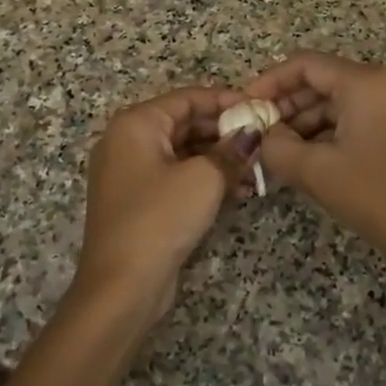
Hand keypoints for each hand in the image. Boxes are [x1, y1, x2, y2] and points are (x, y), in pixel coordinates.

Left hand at [74, 86, 244, 328]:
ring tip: (257, 169)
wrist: (122, 286)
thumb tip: (253, 133)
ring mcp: (130, 173)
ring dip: (219, 158)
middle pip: (184, 124)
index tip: (260, 109)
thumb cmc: (160, 218)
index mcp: (136, 124)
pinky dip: (204, 178)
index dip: (226, 101)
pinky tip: (239, 190)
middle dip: (224, 132)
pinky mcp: (138, 201)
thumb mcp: (204, 178)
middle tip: (263, 141)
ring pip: (182, 152)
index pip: (187, 98)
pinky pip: (176, 176)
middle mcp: (127, 141)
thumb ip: (231, 150)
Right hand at [244, 52, 385, 269]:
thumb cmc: (377, 199)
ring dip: (313, 117)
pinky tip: (315, 150)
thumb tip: (263, 133)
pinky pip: (367, 110)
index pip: (308, 64)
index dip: (271, 81)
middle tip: (261, 129)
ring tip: (283, 145)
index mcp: (370, 81)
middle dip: (291, 103)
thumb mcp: (316, 172)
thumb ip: (276, 145)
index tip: (247, 104)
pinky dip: (339, 125)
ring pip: (347, 96)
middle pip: (328, 78)